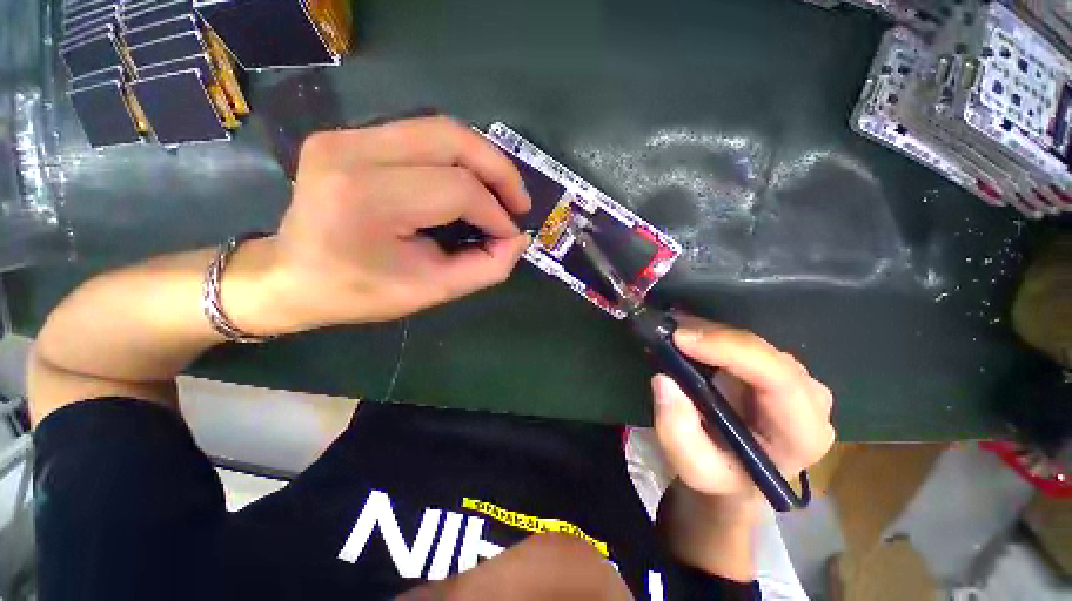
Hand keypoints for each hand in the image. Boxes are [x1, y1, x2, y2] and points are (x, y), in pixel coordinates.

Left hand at [261, 117, 531, 329]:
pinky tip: (470, 182)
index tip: (511, 235)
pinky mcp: (349, 135)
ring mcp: (346, 135)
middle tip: (519, 202)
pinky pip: (421, 135)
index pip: (456, 190)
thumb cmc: (358, 292)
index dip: (495, 213)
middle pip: (451, 139)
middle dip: (499, 170)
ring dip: (482, 159)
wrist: (290, 275)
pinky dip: (457, 158)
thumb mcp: (432, 291)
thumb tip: (517, 239)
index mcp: (367, 199)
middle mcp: (352, 152)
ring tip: (501, 192)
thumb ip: (485, 268)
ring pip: (440, 129)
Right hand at [652, 317, 834, 511]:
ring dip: (710, 334)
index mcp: (802, 434)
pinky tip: (689, 337)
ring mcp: (795, 380)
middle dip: (713, 338)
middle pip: (764, 354)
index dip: (729, 350)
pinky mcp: (775, 368)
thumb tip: (664, 380)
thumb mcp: (694, 469)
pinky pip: (744, 342)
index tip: (681, 338)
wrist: (737, 475)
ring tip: (672, 332)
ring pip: (753, 342)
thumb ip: (677, 433)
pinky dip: (713, 335)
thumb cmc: (721, 477)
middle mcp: (810, 400)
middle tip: (668, 332)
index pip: (778, 379)